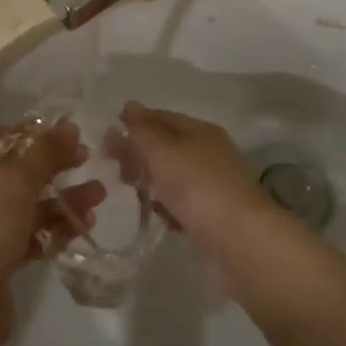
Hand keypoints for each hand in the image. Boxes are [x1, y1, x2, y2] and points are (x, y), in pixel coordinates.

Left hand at [0, 122, 105, 336]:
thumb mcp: (17, 179)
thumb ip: (46, 152)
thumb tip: (69, 126)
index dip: (17, 132)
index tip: (52, 137)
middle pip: (6, 171)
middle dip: (48, 168)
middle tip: (85, 161)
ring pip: (18, 206)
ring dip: (57, 199)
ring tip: (98, 195)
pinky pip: (21, 237)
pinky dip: (49, 230)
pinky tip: (82, 225)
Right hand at [110, 103, 280, 259]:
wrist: (238, 240)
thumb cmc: (196, 185)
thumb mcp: (162, 150)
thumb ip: (142, 129)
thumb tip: (130, 105)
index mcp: (201, 131)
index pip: (162, 117)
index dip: (135, 122)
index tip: (107, 134)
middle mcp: (209, 154)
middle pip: (166, 146)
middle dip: (138, 151)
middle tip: (111, 163)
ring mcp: (212, 186)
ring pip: (172, 175)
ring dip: (149, 178)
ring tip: (126, 186)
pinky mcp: (211, 216)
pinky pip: (181, 203)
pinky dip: (165, 203)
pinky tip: (152, 211)